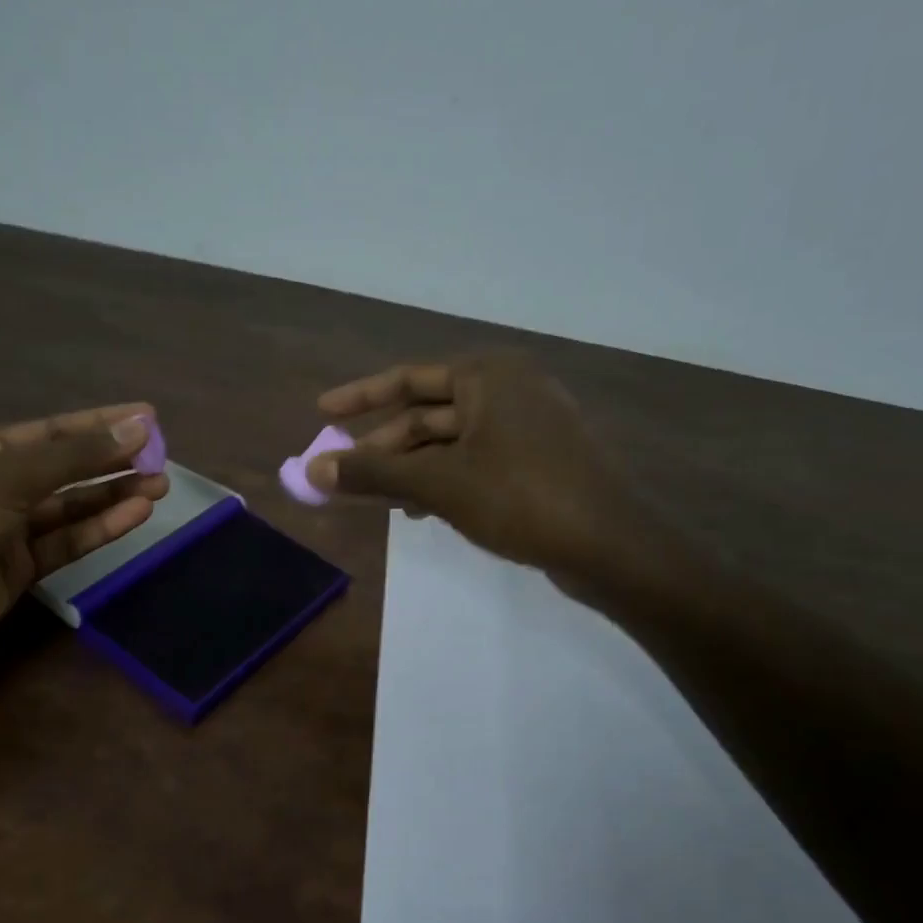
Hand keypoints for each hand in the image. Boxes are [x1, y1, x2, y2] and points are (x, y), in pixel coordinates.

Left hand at [0, 404, 166, 673]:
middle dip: (114, 461)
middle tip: (164, 457)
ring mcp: (8, 530)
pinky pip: (68, 542)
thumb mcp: (7, 480)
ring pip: (72, 506)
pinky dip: (101, 528)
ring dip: (114, 495)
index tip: (149, 417)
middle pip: (67, 468)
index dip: (102, 422)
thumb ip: (76, 456)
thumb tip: (140, 426)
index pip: (54, 429)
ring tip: (161, 485)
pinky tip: (136, 515)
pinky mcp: (20, 570)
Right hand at [308, 355, 638, 578]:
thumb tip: (312, 469)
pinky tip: (419, 511)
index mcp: (489, 375)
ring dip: (409, 471)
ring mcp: (528, 427)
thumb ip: (373, 474)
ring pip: (450, 444)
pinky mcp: (538, 462)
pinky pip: (474, 463)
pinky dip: (442, 482)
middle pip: (427, 415)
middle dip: (383, 448)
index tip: (322, 411)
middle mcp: (510, 390)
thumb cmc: (521, 498)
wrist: (610, 547)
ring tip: (374, 501)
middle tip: (341, 476)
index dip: (360, 396)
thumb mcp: (439, 484)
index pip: (408, 378)